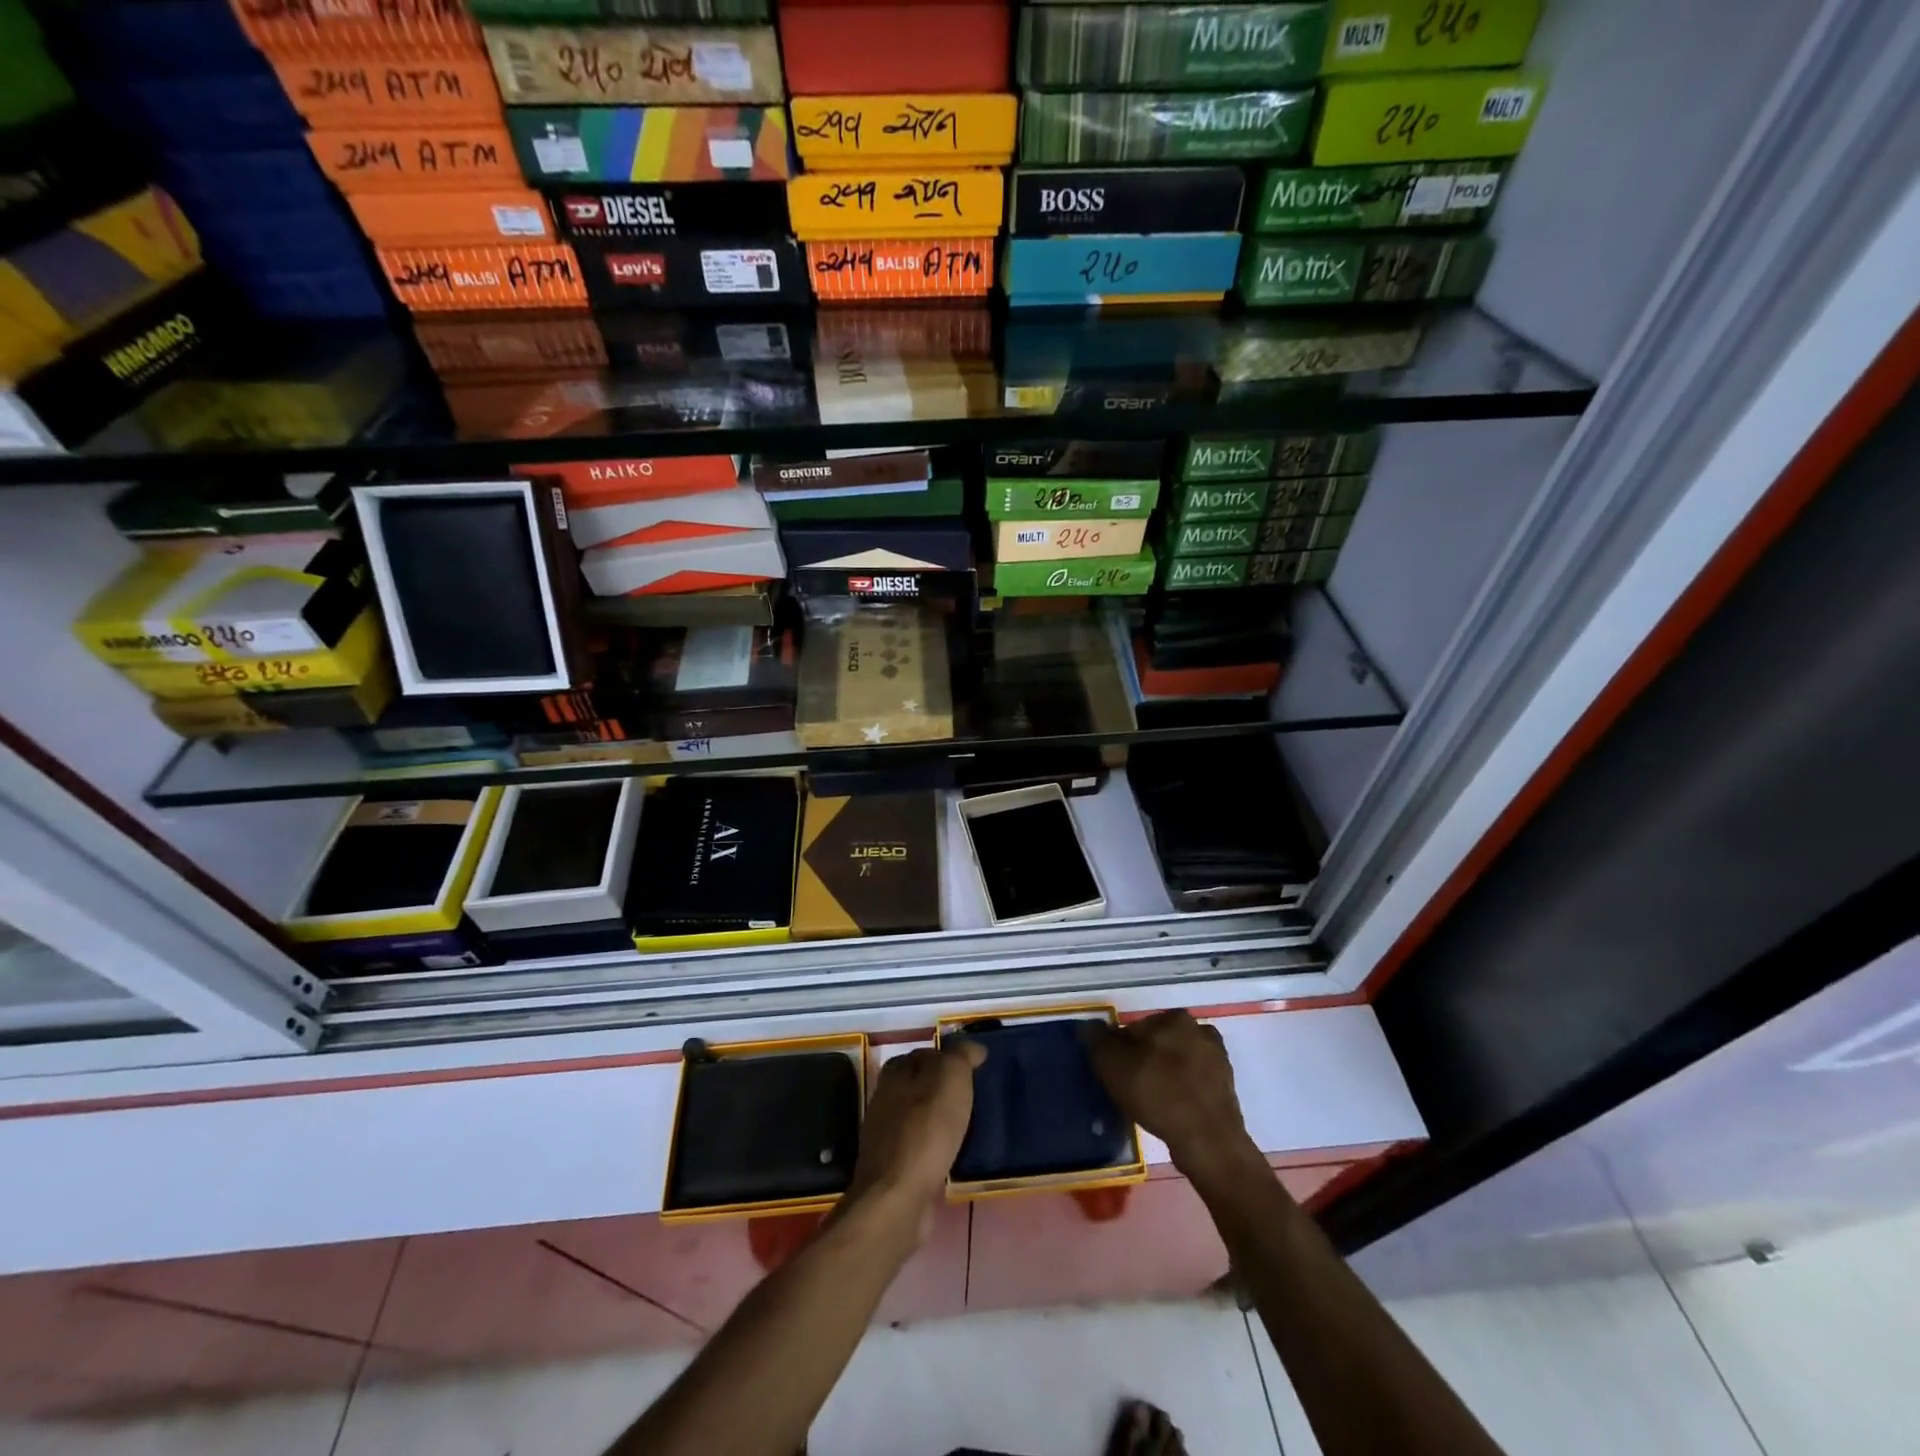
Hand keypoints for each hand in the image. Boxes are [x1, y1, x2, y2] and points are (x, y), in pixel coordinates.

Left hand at [844, 1041, 985, 1235]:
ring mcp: (886, 1135)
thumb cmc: (926, 1130)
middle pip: (921, 1085)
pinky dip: (937, 1146)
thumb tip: (972, 1048)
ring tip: (971, 1126)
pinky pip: (921, 1146)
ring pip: (921, 1116)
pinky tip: (954, 1154)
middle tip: (977, 1097)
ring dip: (942, 1119)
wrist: (898, 1197)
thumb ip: (960, 1056)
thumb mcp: (950, 1079)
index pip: (926, 1053)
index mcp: (896, 1072)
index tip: (976, 1069)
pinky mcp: (893, 1168)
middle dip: (946, 1089)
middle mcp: (885, 1098)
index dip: (950, 1058)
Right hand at [1085, 1011, 1261, 1186]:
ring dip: (1164, 1077)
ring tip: (1151, 1104)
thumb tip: (1089, 1026)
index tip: (1115, 1073)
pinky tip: (1171, 1112)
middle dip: (1145, 1060)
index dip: (1120, 1050)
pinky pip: (1193, 1084)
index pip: (1135, 1028)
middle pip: (1158, 1043)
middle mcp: (1200, 1030)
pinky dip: (1181, 1093)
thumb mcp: (1112, 1064)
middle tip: (1131, 1088)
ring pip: (1177, 1063)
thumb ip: (1097, 1040)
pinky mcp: (1226, 1088)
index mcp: (1174, 1017)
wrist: (1208, 1141)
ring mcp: (1218, 1060)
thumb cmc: (1157, 1093)